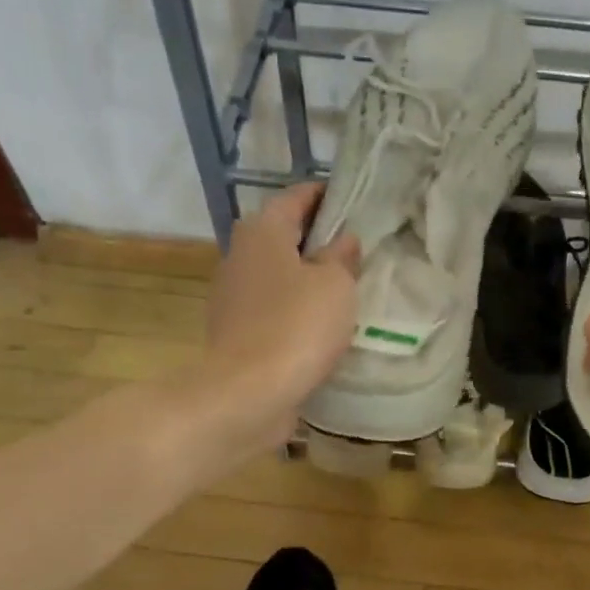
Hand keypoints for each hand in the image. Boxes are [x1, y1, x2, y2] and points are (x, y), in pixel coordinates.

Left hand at [200, 183, 358, 451]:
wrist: (249, 393)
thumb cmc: (296, 327)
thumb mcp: (335, 286)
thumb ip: (342, 258)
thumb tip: (343, 241)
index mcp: (262, 231)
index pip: (295, 198)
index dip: (325, 195)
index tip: (353, 200)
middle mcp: (240, 256)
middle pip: (283, 237)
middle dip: (316, 239)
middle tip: (356, 249)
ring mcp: (233, 298)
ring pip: (277, 276)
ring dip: (305, 279)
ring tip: (344, 290)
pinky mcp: (235, 334)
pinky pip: (272, 312)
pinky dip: (293, 312)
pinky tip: (319, 327)